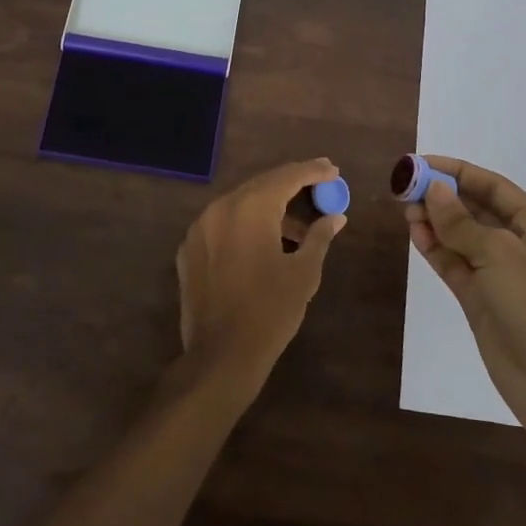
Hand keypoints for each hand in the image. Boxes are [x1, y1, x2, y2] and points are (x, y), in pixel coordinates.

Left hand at [176, 159, 347, 398]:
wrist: (221, 356)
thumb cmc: (270, 311)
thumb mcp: (304, 273)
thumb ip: (319, 237)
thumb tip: (336, 217)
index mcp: (251, 208)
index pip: (286, 177)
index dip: (312, 171)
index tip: (332, 169)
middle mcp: (221, 208)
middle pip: (261, 185)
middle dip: (291, 184)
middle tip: (319, 186)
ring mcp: (200, 228)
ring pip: (240, 204)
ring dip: (269, 207)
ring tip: (296, 227)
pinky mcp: (189, 249)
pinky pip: (222, 224)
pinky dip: (245, 225)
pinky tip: (263, 243)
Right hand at [404, 155, 525, 436]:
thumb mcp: (501, 256)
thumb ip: (462, 222)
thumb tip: (434, 189)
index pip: (492, 186)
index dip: (456, 171)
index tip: (420, 162)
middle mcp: (520, 245)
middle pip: (475, 209)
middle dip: (442, 196)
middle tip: (404, 187)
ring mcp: (501, 275)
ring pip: (462, 238)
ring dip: (435, 222)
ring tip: (404, 210)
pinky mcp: (484, 301)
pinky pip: (456, 265)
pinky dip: (436, 250)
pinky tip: (415, 235)